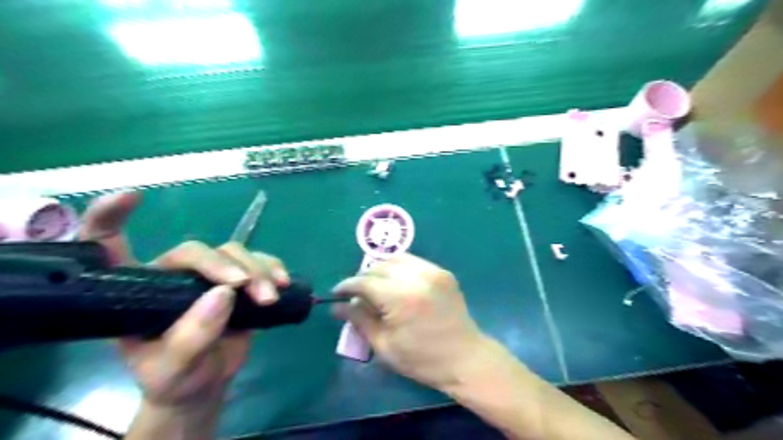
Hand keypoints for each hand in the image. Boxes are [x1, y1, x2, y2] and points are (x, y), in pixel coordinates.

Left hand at [80, 193, 288, 408]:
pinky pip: (260, 261)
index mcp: (137, 291)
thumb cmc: (176, 376)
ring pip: (234, 252)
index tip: (133, 196)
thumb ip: (190, 337)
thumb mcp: (172, 369)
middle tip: (243, 285)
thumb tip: (223, 294)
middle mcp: (173, 276)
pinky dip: (273, 267)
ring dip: (256, 269)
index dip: (111, 218)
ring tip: (269, 297)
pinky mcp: (242, 279)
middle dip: (221, 263)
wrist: (207, 381)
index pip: (110, 247)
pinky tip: (282, 283)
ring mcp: (210, 276)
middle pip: (195, 250)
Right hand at [331, 253, 487, 389]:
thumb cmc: (422, 359)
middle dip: (363, 277)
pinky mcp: (443, 272)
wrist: (465, 358)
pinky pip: (413, 262)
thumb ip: (359, 320)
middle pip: (379, 267)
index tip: (336, 293)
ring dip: (380, 269)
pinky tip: (395, 283)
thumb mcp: (385, 345)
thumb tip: (336, 306)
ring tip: (374, 285)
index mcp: (401, 298)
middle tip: (356, 293)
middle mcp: (417, 277)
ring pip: (396, 259)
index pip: (365, 282)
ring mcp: (433, 271)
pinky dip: (399, 268)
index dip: (347, 286)